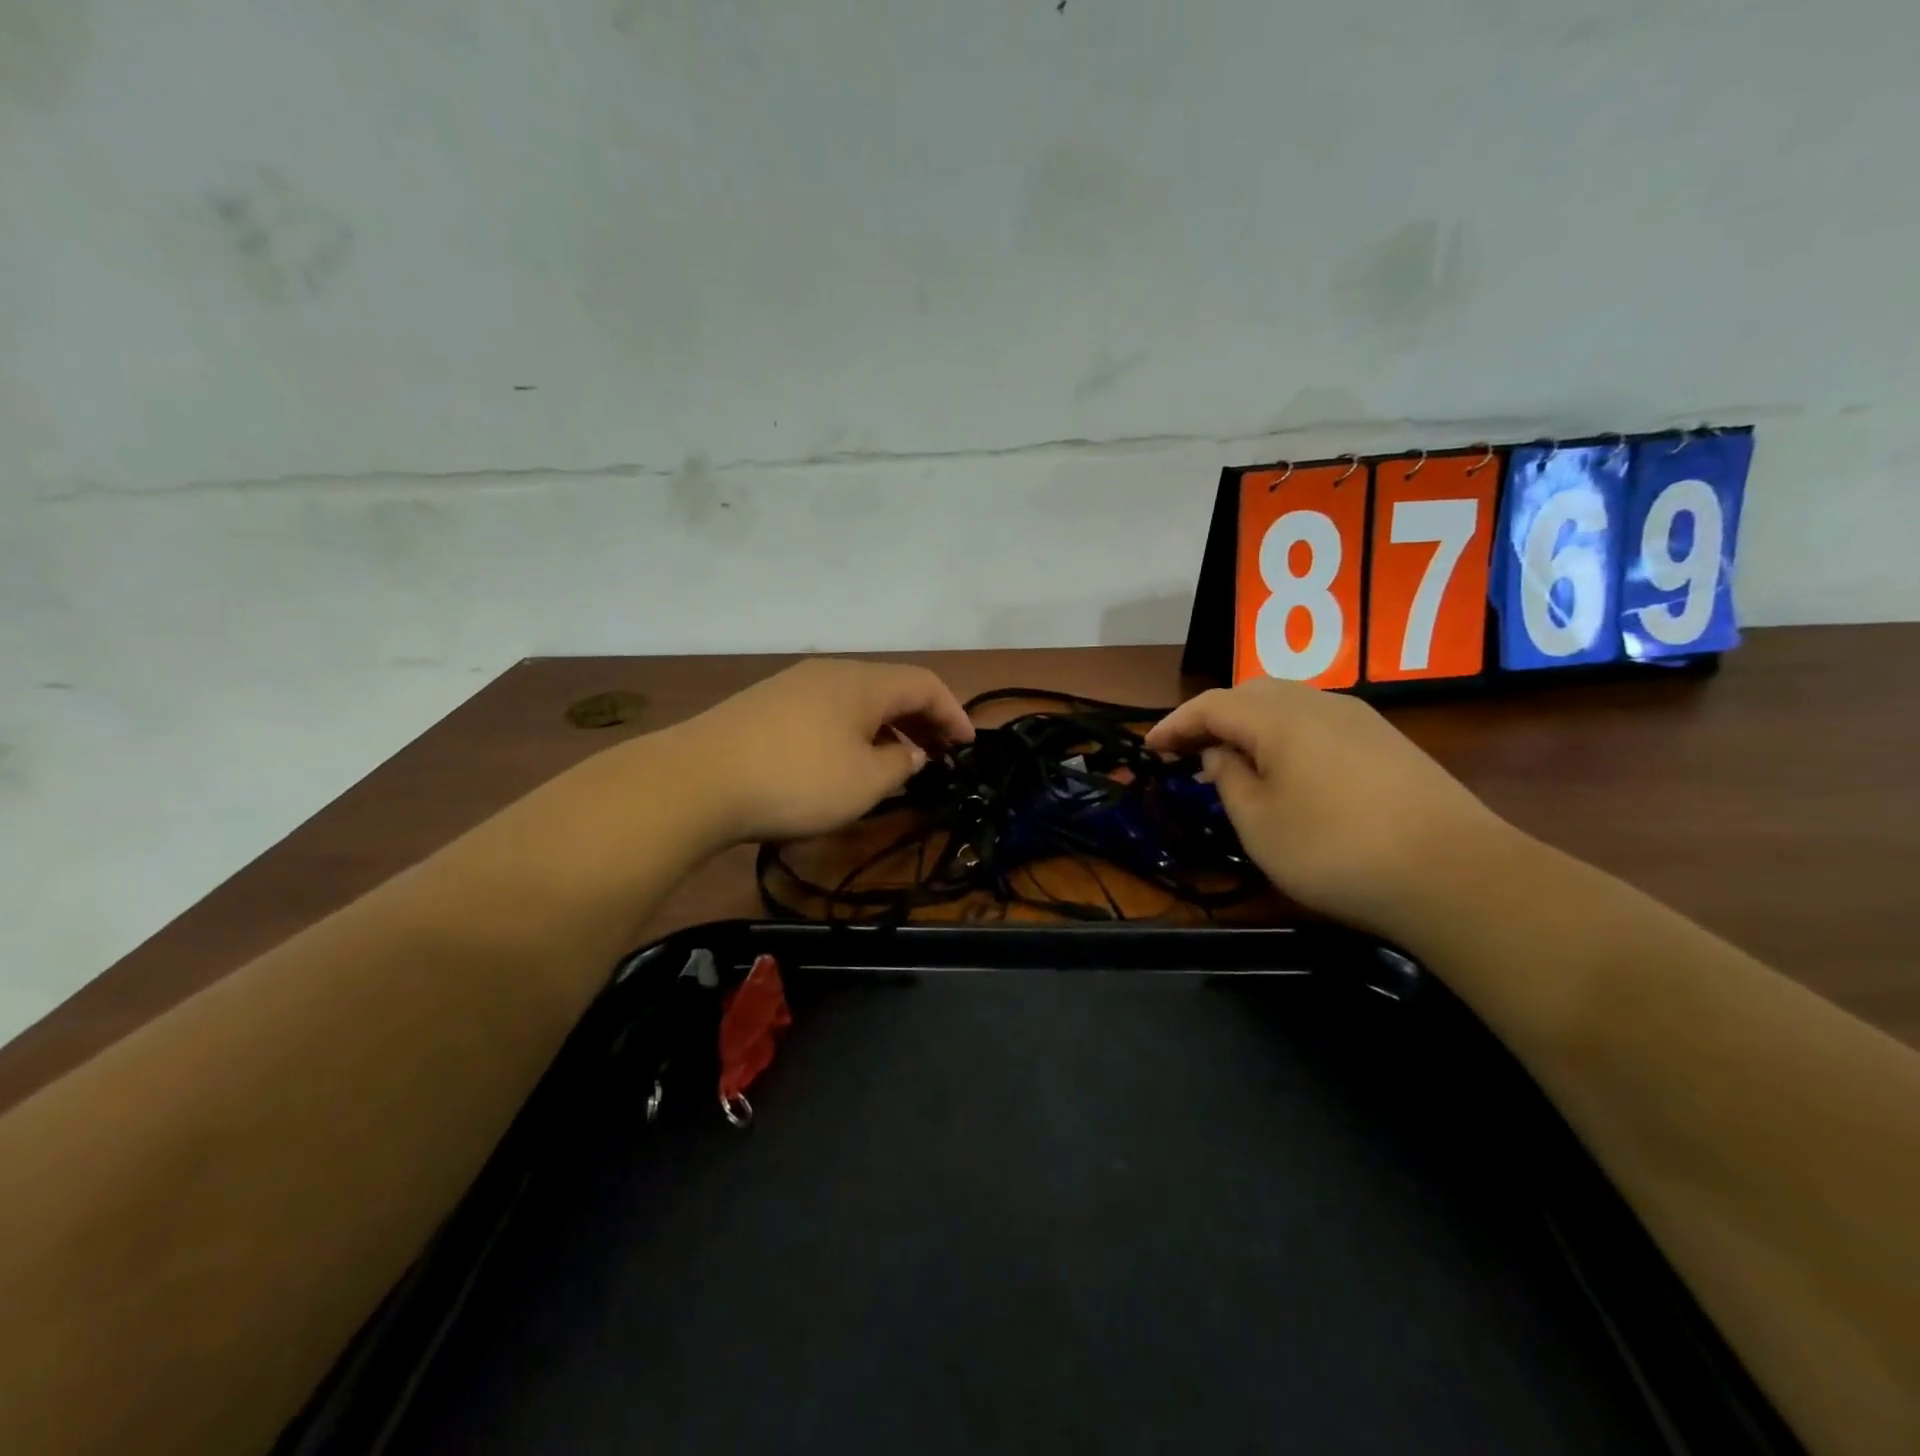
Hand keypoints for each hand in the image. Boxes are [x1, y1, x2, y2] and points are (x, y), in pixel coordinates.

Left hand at [661, 659, 974, 845]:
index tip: (968, 745)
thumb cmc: (798, 779)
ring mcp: (793, 686)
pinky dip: (852, 732)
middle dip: (921, 720)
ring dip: (886, 727)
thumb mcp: (865, 782)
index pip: (925, 683)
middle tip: (939, 755)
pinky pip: (826, 712)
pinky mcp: (764, 706)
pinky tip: (844, 762)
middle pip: (891, 687)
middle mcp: (830, 673)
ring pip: (856, 700)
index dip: (954, 712)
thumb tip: (911, 754)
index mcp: (863, 682)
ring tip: (895, 763)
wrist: (697, 781)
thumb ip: (900, 765)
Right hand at [1143, 678, 1507, 935]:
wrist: (1456, 874)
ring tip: (1233, 763)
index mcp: (1278, 716)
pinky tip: (1288, 772)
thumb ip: (1229, 779)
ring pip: (1288, 705)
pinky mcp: (1387, 742)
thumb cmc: (1335, 850)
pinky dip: (1286, 738)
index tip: (1149, 749)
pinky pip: (1318, 724)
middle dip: (1213, 718)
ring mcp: (1360, 719)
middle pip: (1251, 693)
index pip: (1211, 704)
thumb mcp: (1259, 823)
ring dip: (1251, 727)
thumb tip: (1220, 753)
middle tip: (1189, 753)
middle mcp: (1318, 702)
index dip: (1174, 724)